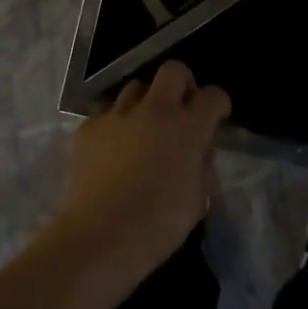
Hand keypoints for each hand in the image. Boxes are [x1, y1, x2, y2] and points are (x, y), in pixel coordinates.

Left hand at [48, 61, 229, 288]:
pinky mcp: (89, 127)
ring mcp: (118, 114)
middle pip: (172, 72)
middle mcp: (155, 110)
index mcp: (188, 128)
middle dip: (182, 84)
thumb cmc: (157, 225)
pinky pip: (107, 113)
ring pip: (136, 88)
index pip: (213, 96)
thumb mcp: (197, 202)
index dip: (218, 104)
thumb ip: (203, 169)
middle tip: (181, 109)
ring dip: (146, 102)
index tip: (217, 116)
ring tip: (143, 129)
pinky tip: (113, 150)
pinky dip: (116, 125)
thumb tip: (199, 153)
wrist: (98, 236)